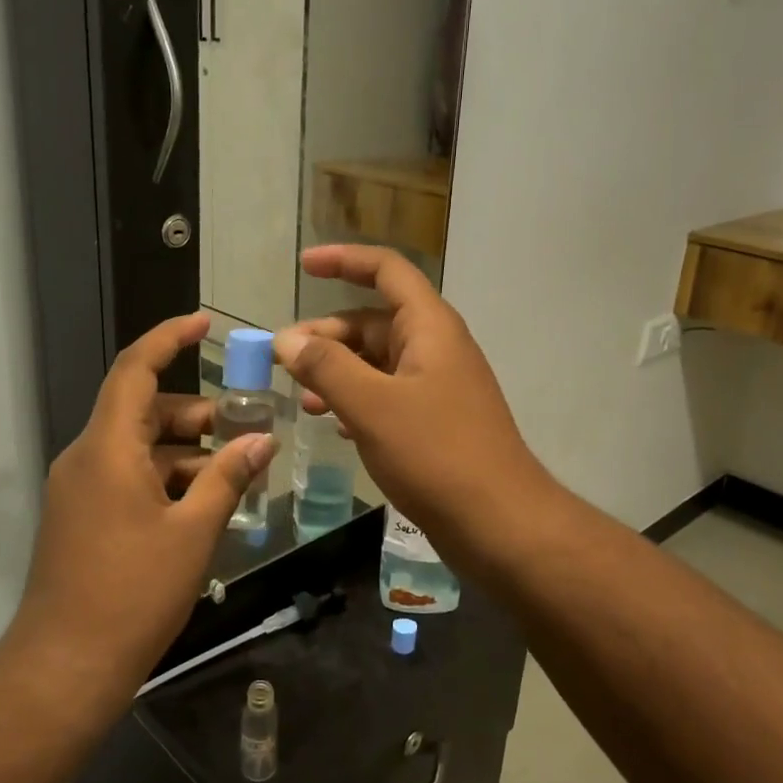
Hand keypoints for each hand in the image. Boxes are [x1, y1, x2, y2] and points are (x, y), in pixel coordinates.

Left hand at [3, 313, 275, 722]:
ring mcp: (80, 489)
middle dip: (196, 413)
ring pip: (139, 447)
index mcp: (107, 449)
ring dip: (185, 451)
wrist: (65, 666)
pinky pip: (128, 476)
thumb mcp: (193, 532)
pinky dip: (166, 478)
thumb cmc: (133, 592)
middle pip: (143, 410)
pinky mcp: (82, 516)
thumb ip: (228, 478)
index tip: (204, 323)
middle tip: (244, 427)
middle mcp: (86, 458)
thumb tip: (262, 439)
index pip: (135, 370)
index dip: (169, 338)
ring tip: (233, 473)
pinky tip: (202, 505)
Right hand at [274, 246, 548, 548]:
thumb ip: (326, 367)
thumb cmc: (436, 453)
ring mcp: (438, 386)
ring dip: (338, 371)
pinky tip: (332, 423)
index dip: (344, 260)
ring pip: (378, 362)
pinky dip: (357, 400)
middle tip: (283, 360)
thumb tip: (287, 339)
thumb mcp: (372, 405)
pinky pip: (388, 395)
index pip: (387, 270)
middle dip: (327, 335)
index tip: (303, 266)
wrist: (498, 522)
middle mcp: (436, 347)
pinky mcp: (436, 421)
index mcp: (430, 327)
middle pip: (374, 320)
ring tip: (301, 398)